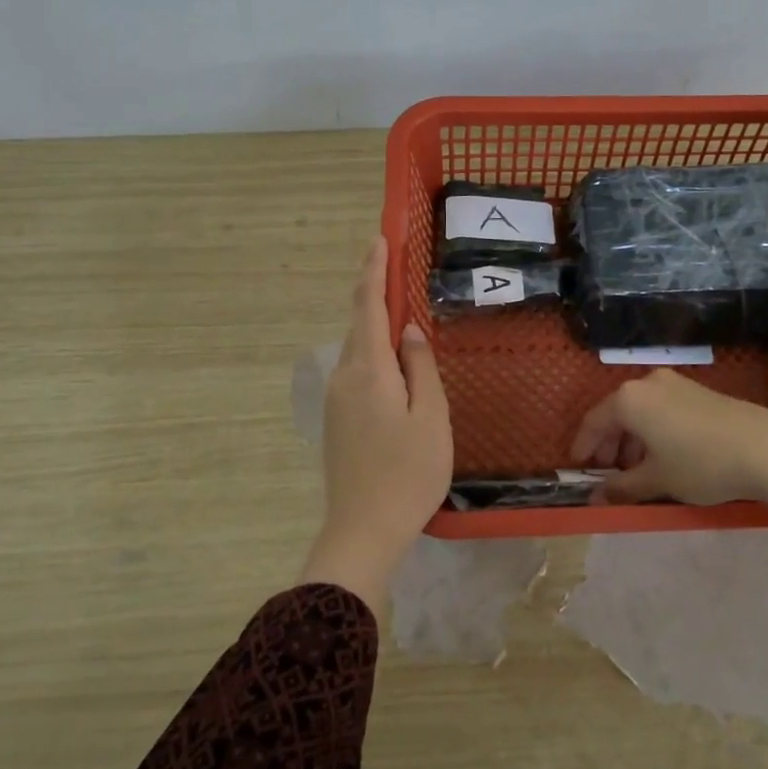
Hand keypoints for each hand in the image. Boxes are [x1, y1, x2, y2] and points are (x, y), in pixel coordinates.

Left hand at [300, 237, 452, 614]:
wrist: (363, 530)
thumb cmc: (408, 473)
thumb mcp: (431, 417)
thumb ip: (420, 367)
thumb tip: (408, 331)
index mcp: (368, 370)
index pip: (368, 306)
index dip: (374, 269)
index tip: (379, 238)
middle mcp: (344, 377)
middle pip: (360, 325)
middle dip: (376, 294)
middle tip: (399, 270)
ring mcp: (336, 400)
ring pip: (360, 351)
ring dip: (378, 328)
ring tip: (406, 318)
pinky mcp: (338, 420)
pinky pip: (358, 373)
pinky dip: (376, 356)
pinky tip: (396, 367)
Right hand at [570, 369, 767, 574]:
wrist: (767, 447)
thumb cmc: (701, 463)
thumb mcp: (657, 480)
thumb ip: (622, 488)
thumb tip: (595, 498)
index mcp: (629, 399)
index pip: (594, 421)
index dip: (583, 447)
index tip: (580, 469)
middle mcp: (648, 383)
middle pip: (617, 413)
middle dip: (609, 445)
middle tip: (609, 474)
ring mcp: (676, 383)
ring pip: (641, 411)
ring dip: (633, 440)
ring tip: (638, 471)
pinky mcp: (698, 391)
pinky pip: (662, 409)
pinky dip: (654, 431)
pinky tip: (664, 456)